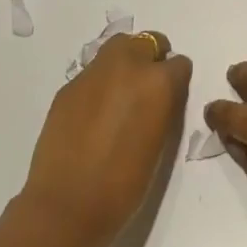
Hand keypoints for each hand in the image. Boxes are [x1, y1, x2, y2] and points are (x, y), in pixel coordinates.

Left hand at [20, 31, 191, 246]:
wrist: (67, 205)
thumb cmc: (124, 185)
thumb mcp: (160, 143)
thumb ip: (163, 108)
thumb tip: (159, 98)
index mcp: (158, 82)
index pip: (179, 64)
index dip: (176, 81)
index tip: (170, 99)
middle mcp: (128, 65)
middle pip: (147, 41)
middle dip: (151, 59)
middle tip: (145, 91)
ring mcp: (94, 72)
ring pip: (117, 48)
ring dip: (124, 63)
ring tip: (119, 95)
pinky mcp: (68, 85)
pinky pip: (92, 72)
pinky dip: (99, 84)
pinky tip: (92, 114)